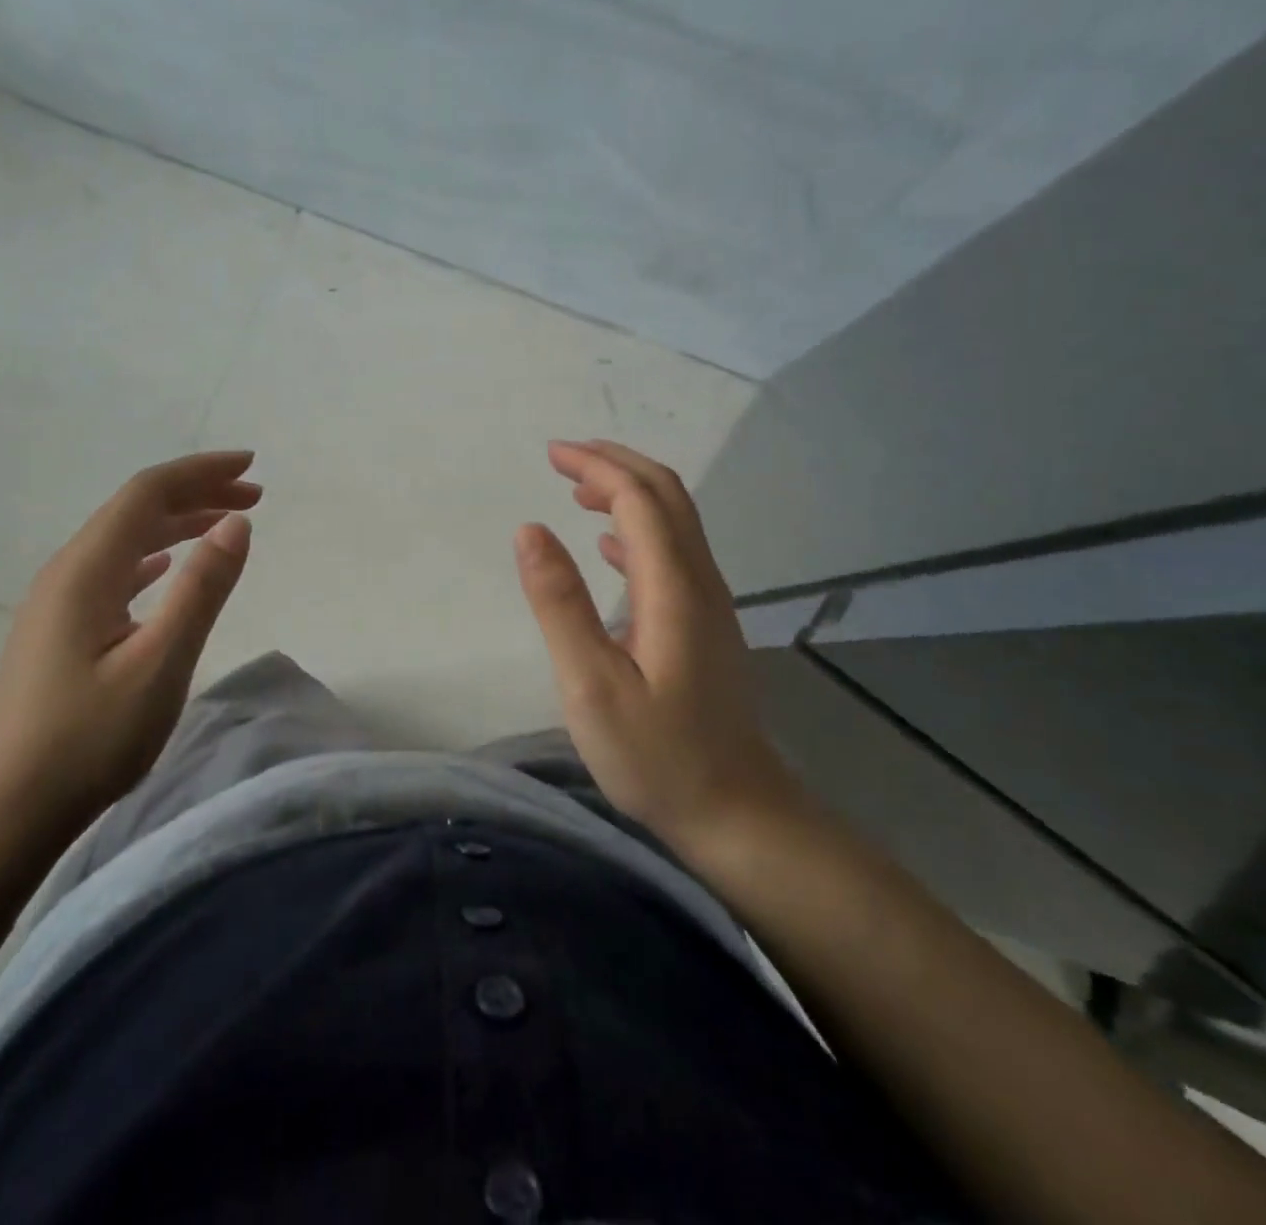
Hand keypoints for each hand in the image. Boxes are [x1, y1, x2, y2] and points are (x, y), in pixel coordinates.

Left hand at [0, 451, 261, 835]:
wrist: (8, 807)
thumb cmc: (89, 739)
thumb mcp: (160, 663)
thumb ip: (201, 589)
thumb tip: (237, 524)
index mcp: (87, 570)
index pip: (148, 494)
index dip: (201, 472)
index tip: (252, 467)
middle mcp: (68, 572)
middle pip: (136, 509)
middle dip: (197, 492)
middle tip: (255, 495)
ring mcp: (59, 600)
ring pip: (125, 539)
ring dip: (178, 522)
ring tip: (226, 523)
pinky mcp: (61, 628)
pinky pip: (115, 569)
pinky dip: (155, 554)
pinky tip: (168, 565)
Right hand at [513, 439, 807, 849]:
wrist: (735, 811)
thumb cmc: (657, 754)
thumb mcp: (591, 685)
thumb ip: (560, 603)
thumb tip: (530, 529)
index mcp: (673, 587)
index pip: (638, 498)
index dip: (597, 467)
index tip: (551, 454)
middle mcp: (699, 581)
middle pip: (666, 496)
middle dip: (615, 464)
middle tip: (562, 457)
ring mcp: (708, 602)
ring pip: (673, 521)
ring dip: (627, 492)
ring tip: (578, 489)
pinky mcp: (705, 623)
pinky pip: (673, 552)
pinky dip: (638, 529)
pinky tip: (609, 544)